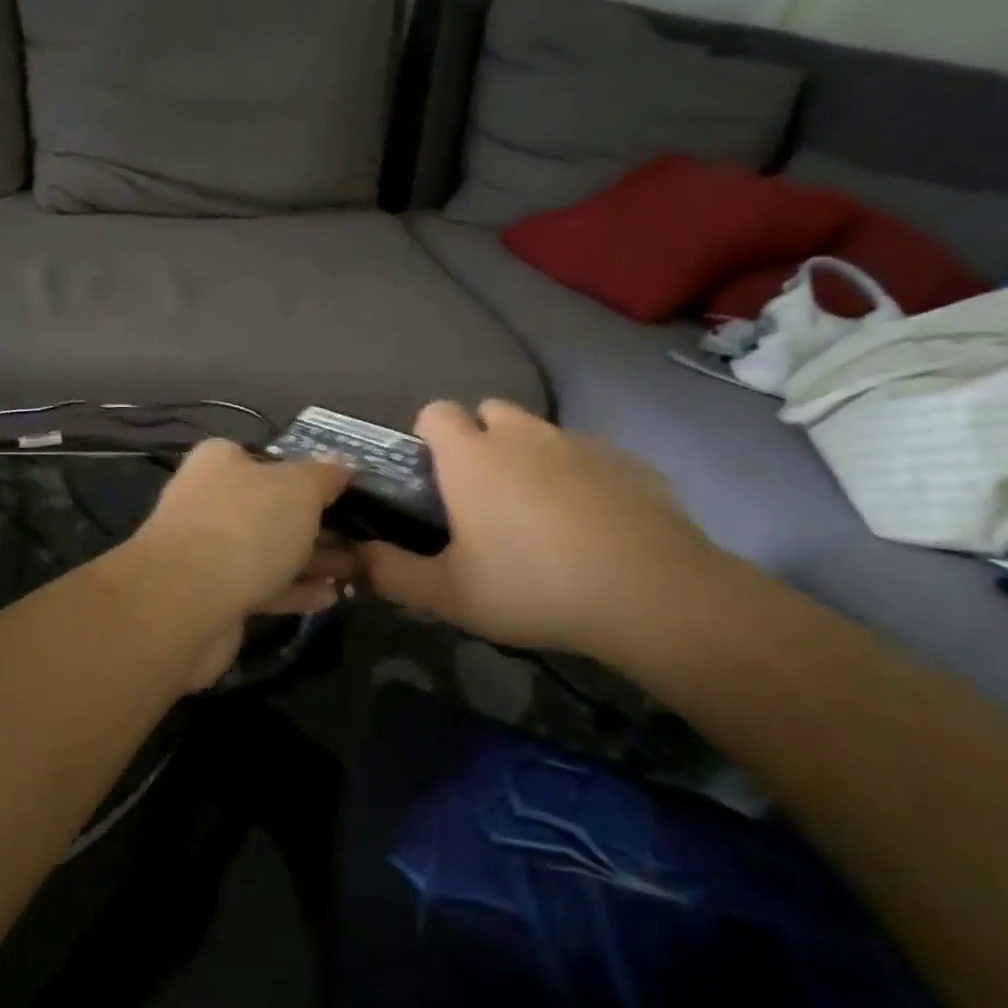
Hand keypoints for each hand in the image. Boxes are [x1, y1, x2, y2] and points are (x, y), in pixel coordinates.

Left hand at [122, 439, 354, 688]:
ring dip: (312, 560)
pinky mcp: (213, 595)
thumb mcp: (298, 489)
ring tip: (355, 571)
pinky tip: (330, 598)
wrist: (184, 603)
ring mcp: (208, 551)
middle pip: (273, 508)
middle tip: (363, 539)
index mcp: (221, 462)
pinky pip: (262, 587)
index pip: (271, 460)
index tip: (349, 494)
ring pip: (270, 550)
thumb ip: (324, 475)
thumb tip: (341, 462)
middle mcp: (210, 500)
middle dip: (319, 525)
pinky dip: (294, 590)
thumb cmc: (246, 528)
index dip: (311, 476)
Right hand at [361, 400, 722, 660]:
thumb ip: (392, 574)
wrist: (650, 594)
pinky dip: (578, 477)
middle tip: (482, 498)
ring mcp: (580, 443)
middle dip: (479, 442)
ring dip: (529, 459)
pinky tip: (590, 526)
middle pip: (489, 412)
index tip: (433, 479)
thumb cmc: (532, 587)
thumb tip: (356, 558)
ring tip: (538, 516)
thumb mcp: (448, 595)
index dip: (427, 437)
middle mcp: (523, 435)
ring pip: (540, 434)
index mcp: (472, 457)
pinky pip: (587, 456)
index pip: (435, 411)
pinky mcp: (628, 461)